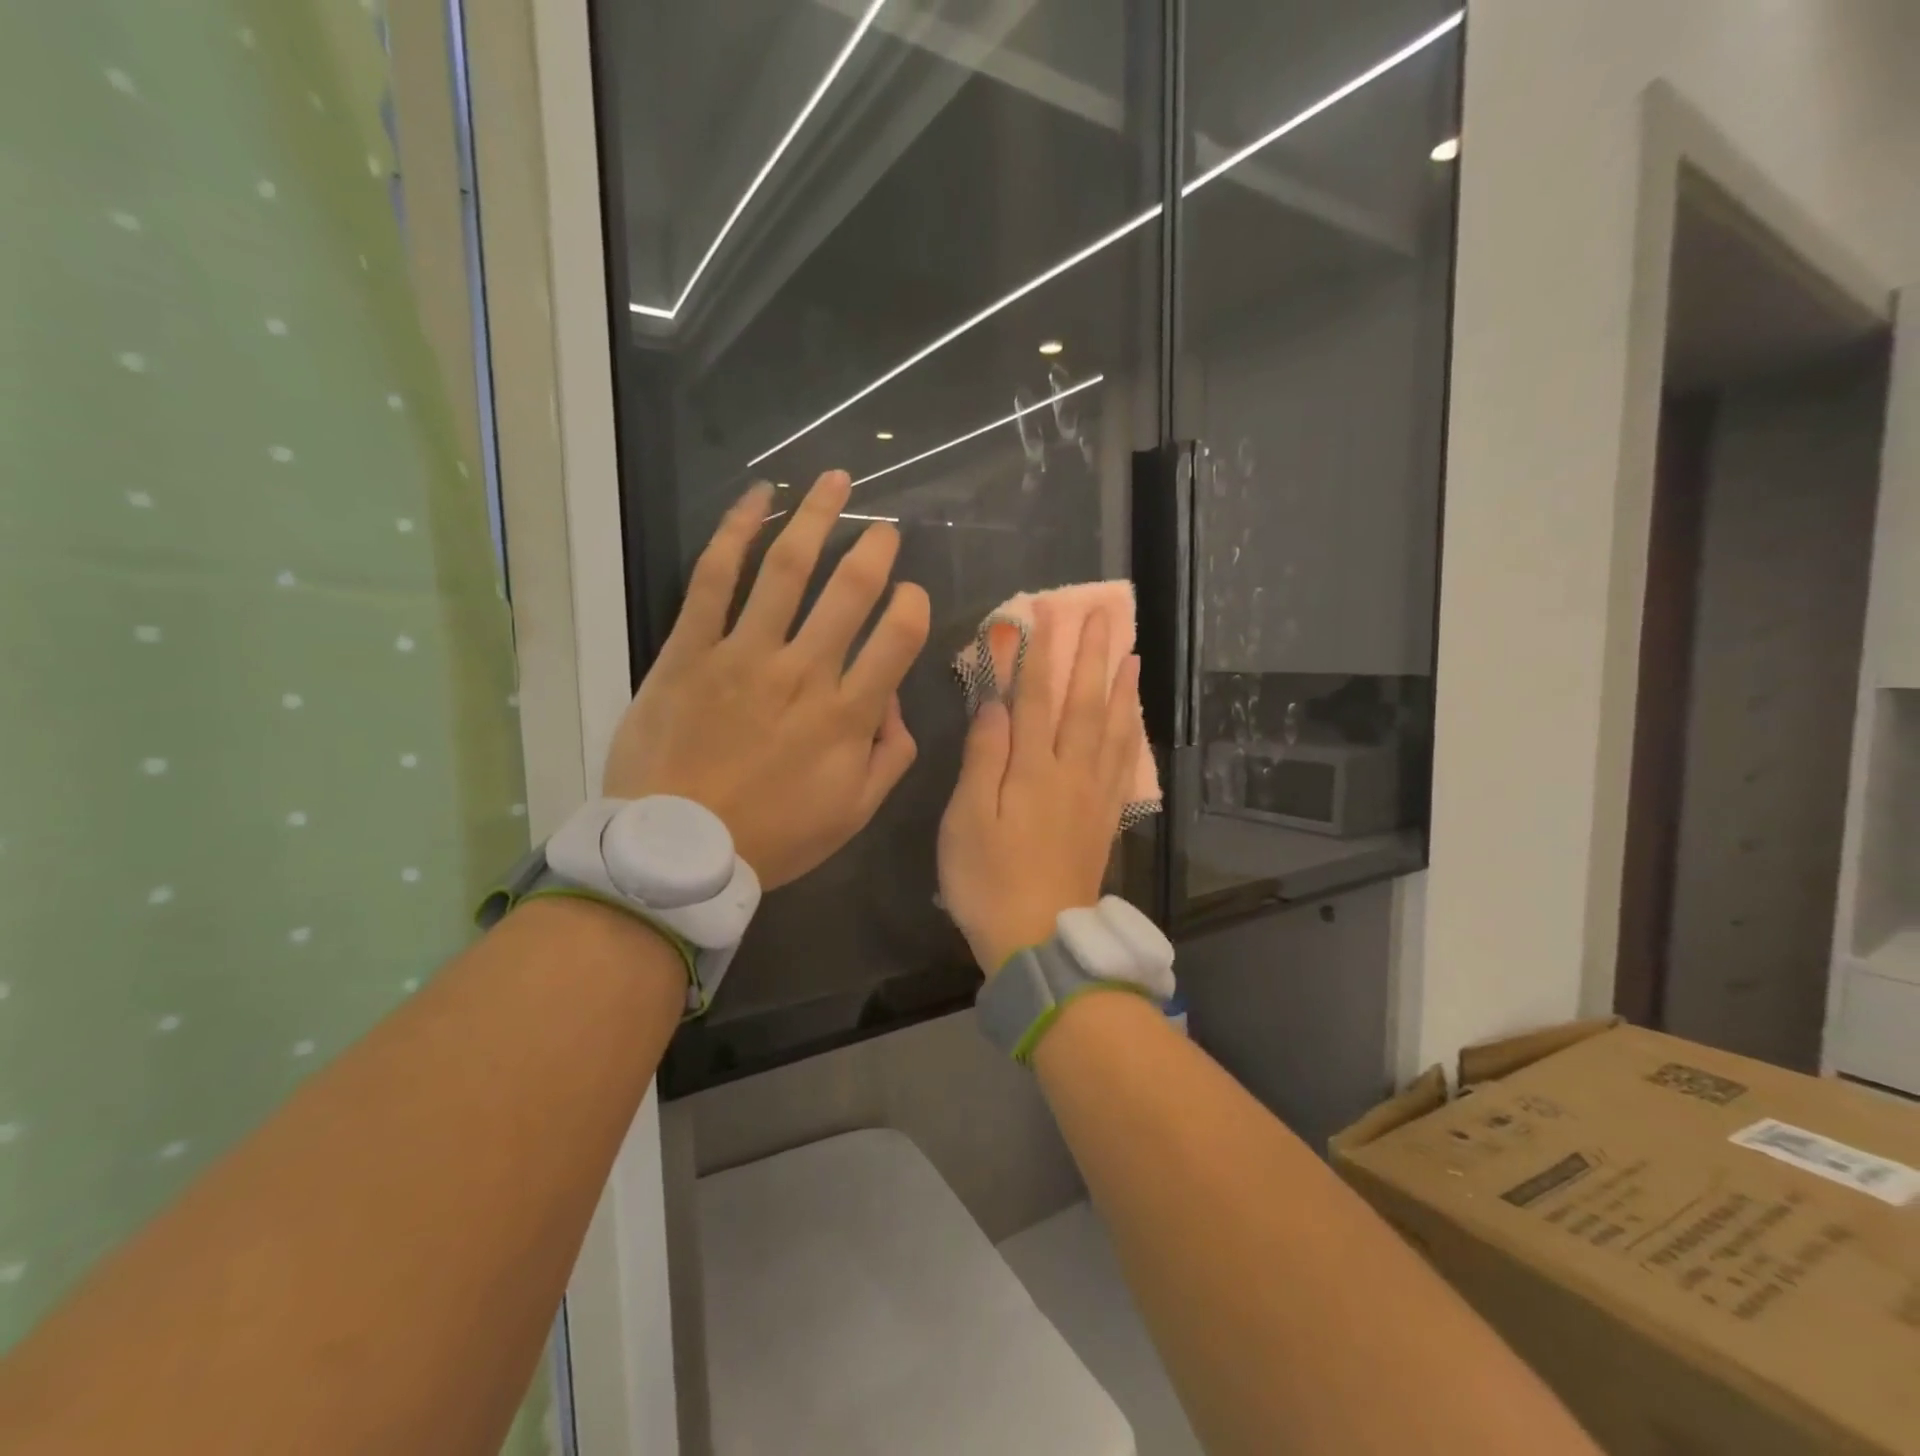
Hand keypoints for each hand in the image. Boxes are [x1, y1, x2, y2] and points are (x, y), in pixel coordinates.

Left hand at [603, 471, 930, 888]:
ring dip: (817, 517)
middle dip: (875, 550)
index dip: (914, 606)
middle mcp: (802, 673)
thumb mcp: (853, 813)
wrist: (675, 851)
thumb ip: (889, 756)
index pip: (898, 638)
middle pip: (849, 591)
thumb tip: (895, 703)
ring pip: (786, 569)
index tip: (913, 595)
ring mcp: (742, 654)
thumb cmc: (772, 837)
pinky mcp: (689, 649)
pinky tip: (758, 496)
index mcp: (846, 715)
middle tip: (886, 529)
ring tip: (838, 481)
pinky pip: (714, 578)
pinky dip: (736, 530)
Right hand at [938, 601, 1143, 973]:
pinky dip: (1130, 733)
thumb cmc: (988, 880)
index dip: (1038, 653)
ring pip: (1112, 729)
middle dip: (1092, 656)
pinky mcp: (1104, 818)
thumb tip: (994, 704)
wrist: (1039, 939)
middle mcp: (1071, 773)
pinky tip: (1133, 720)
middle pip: (1083, 703)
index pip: (1036, 698)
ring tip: (1131, 654)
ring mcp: (1093, 796)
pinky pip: (1124, 763)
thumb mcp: (968, 819)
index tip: (1042, 613)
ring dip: (1121, 687)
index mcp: (1033, 770)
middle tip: (1104, 615)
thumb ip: (983, 758)